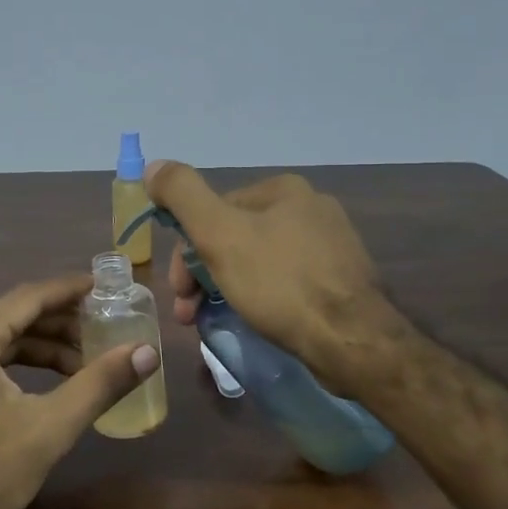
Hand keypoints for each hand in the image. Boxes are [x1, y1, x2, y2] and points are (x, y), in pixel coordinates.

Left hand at [0, 274, 159, 508]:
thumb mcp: (49, 427)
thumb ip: (99, 384)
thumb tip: (147, 353)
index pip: (28, 297)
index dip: (69, 291)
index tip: (105, 288)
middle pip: (14, 316)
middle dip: (61, 324)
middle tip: (103, 330)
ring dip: (42, 347)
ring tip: (84, 362)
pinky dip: (19, 365)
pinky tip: (49, 383)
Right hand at [147, 161, 397, 373]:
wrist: (354, 342)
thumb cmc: (280, 283)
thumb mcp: (219, 234)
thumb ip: (183, 194)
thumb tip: (154, 166)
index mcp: (283, 189)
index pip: (214, 211)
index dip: (186, 251)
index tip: (179, 291)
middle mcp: (311, 207)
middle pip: (236, 236)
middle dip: (205, 274)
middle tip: (191, 314)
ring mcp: (332, 244)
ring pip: (259, 261)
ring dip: (229, 288)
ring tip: (217, 323)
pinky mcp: (343, 280)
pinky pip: (287, 282)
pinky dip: (263, 299)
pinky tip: (258, 321)